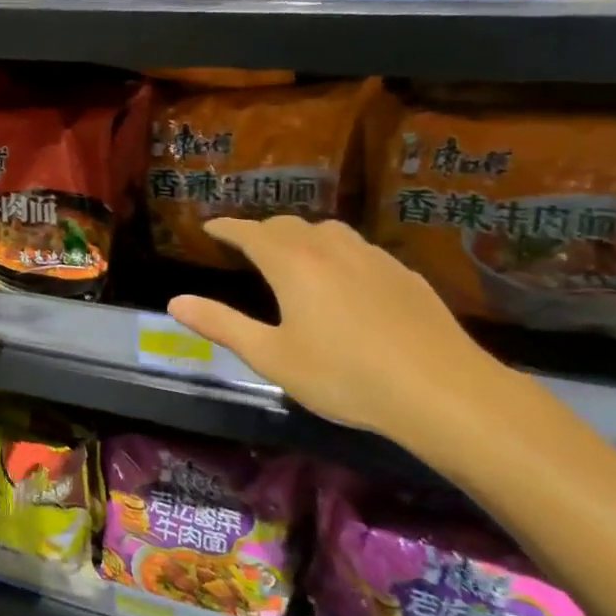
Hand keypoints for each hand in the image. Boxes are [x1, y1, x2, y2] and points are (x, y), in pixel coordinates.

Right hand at [167, 216, 526, 467]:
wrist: (439, 389)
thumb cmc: (343, 376)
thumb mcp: (272, 356)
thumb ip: (222, 325)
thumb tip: (176, 302)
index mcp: (292, 263)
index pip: (250, 232)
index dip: (227, 227)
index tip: (210, 227)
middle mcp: (330, 248)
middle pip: (288, 225)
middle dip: (262, 230)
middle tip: (247, 244)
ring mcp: (372, 257)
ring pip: (328, 231)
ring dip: (301, 235)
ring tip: (293, 254)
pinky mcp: (403, 273)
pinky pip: (358, 249)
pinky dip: (336, 251)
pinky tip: (345, 278)